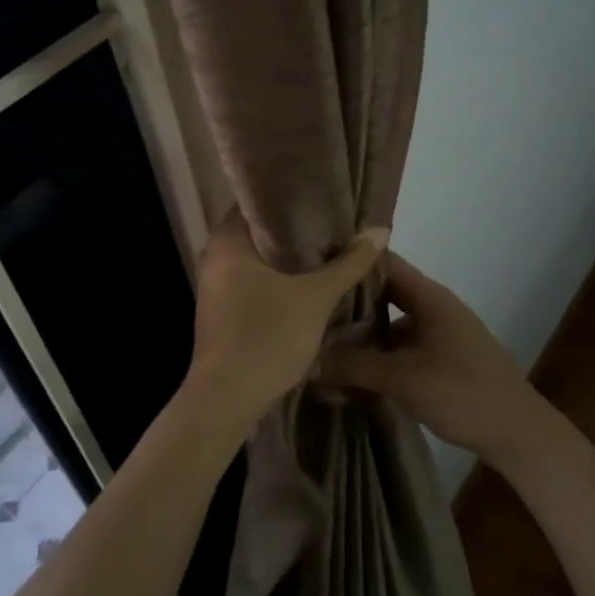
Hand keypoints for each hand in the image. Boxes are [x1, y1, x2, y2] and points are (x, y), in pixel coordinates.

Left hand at [185, 212, 387, 431]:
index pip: (257, 200)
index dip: (290, 196)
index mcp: (228, 241)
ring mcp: (215, 285)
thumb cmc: (267, 337)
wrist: (227, 399)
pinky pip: (252, 280)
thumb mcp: (316, 298)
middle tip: (333, 222)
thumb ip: (348, 263)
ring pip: (256, 258)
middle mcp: (214, 256)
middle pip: (258, 230)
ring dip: (286, 255)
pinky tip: (305, 282)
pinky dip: (276, 277)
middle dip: (294, 228)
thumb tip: (379, 230)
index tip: (322, 196)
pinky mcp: (221, 309)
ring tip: (326, 248)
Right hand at [322, 253, 545, 465]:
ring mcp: (440, 332)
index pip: (382, 262)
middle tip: (309, 309)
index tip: (314, 269)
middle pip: (384, 292)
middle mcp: (434, 306)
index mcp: (429, 296)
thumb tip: (308, 359)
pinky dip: (379, 352)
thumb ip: (353, 366)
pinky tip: (354, 369)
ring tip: (322, 340)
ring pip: (392, 321)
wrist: (519, 434)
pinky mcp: (443, 357)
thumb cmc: (462, 393)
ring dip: (363, 331)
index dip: (350, 261)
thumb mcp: (402, 379)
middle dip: (348, 301)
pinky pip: (402, 344)